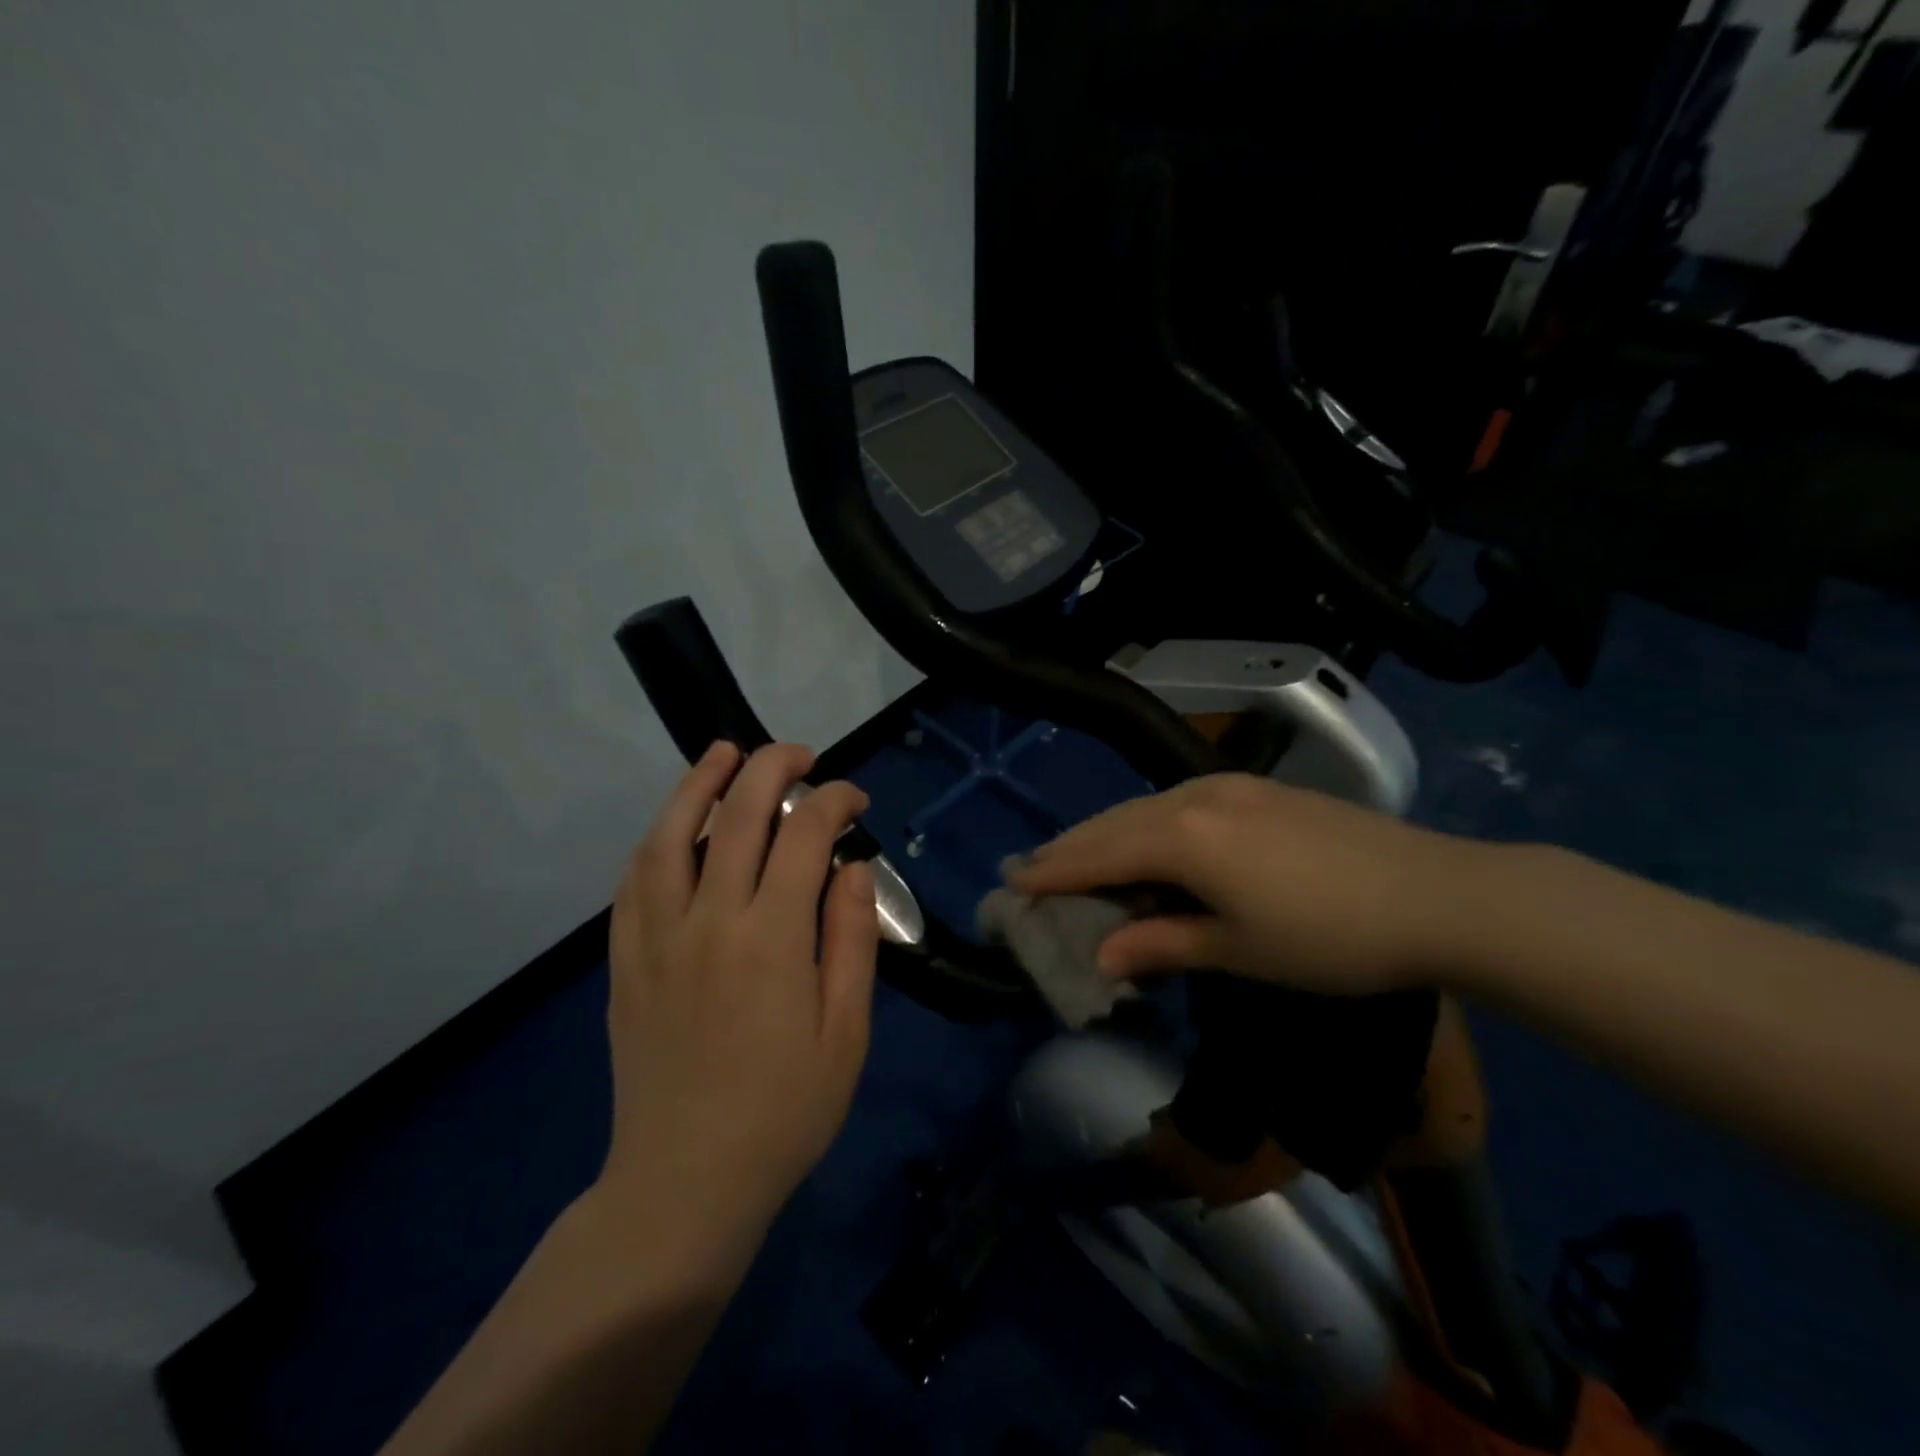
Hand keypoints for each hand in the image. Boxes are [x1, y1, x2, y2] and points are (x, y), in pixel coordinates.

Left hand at [597, 741, 879, 1260]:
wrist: (685, 1183)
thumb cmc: (785, 1112)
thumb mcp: (846, 1033)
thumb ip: (850, 940)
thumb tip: (852, 867)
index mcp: (771, 938)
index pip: (803, 835)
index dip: (832, 800)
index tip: (854, 798)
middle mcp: (708, 921)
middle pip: (735, 815)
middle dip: (771, 768)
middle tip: (799, 754)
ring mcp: (656, 938)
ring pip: (669, 834)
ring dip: (698, 783)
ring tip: (723, 753)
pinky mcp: (625, 961)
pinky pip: (633, 881)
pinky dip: (657, 838)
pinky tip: (673, 825)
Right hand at [1008, 772, 1479, 993]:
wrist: (1438, 895)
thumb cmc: (1330, 937)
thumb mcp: (1239, 950)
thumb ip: (1164, 943)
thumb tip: (1104, 956)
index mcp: (1184, 838)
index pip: (1100, 854)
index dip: (1054, 869)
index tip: (1013, 880)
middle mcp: (1196, 798)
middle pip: (1116, 822)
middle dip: (1072, 846)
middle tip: (1034, 866)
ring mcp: (1230, 787)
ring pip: (1147, 806)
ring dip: (1108, 832)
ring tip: (1079, 854)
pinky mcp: (1258, 790)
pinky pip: (1180, 801)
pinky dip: (1147, 823)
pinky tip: (1149, 840)